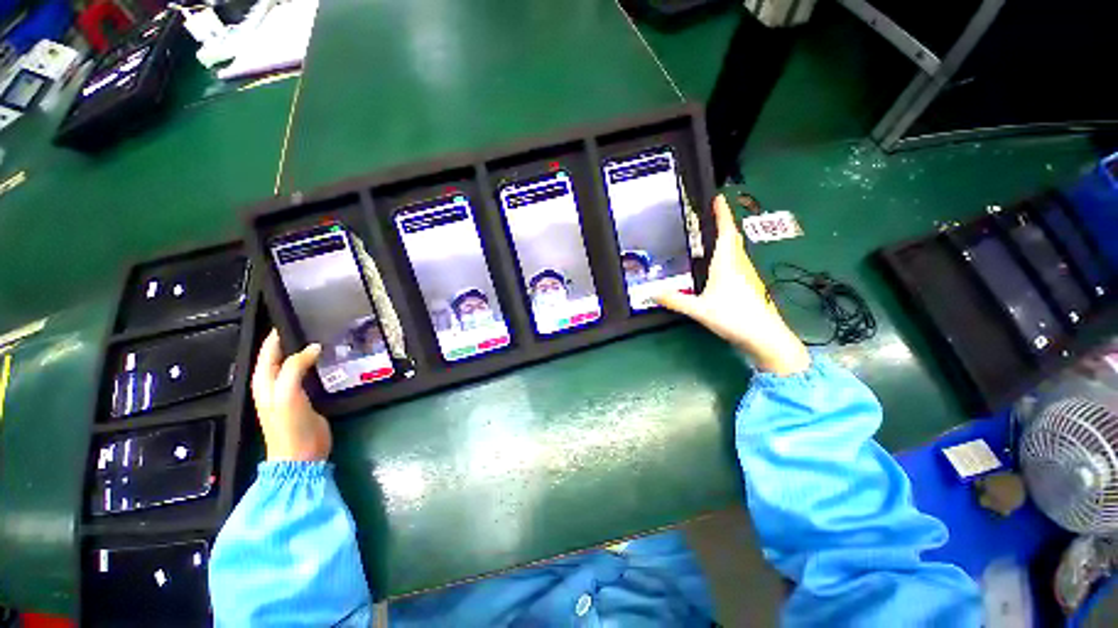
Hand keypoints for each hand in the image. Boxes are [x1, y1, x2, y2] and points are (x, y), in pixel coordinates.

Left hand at [251, 329, 331, 460]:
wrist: (302, 455)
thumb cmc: (289, 425)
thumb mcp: (287, 393)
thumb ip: (295, 368)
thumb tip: (313, 347)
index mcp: (263, 381)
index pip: (268, 350)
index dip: (278, 333)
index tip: (295, 315)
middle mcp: (274, 383)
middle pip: (282, 355)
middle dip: (295, 339)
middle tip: (316, 324)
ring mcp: (291, 391)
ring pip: (297, 363)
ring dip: (307, 351)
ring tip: (326, 336)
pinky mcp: (307, 397)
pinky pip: (310, 374)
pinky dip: (317, 364)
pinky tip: (330, 358)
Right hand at [656, 195, 809, 375]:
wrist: (765, 336)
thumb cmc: (734, 317)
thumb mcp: (699, 310)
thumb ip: (675, 301)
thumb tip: (652, 294)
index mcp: (726, 264)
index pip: (725, 232)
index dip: (722, 214)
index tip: (718, 198)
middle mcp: (739, 264)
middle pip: (733, 238)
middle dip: (725, 223)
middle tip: (713, 214)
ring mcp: (747, 274)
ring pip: (737, 249)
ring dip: (727, 238)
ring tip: (714, 235)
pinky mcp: (750, 285)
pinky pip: (738, 261)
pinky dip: (729, 254)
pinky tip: (721, 265)